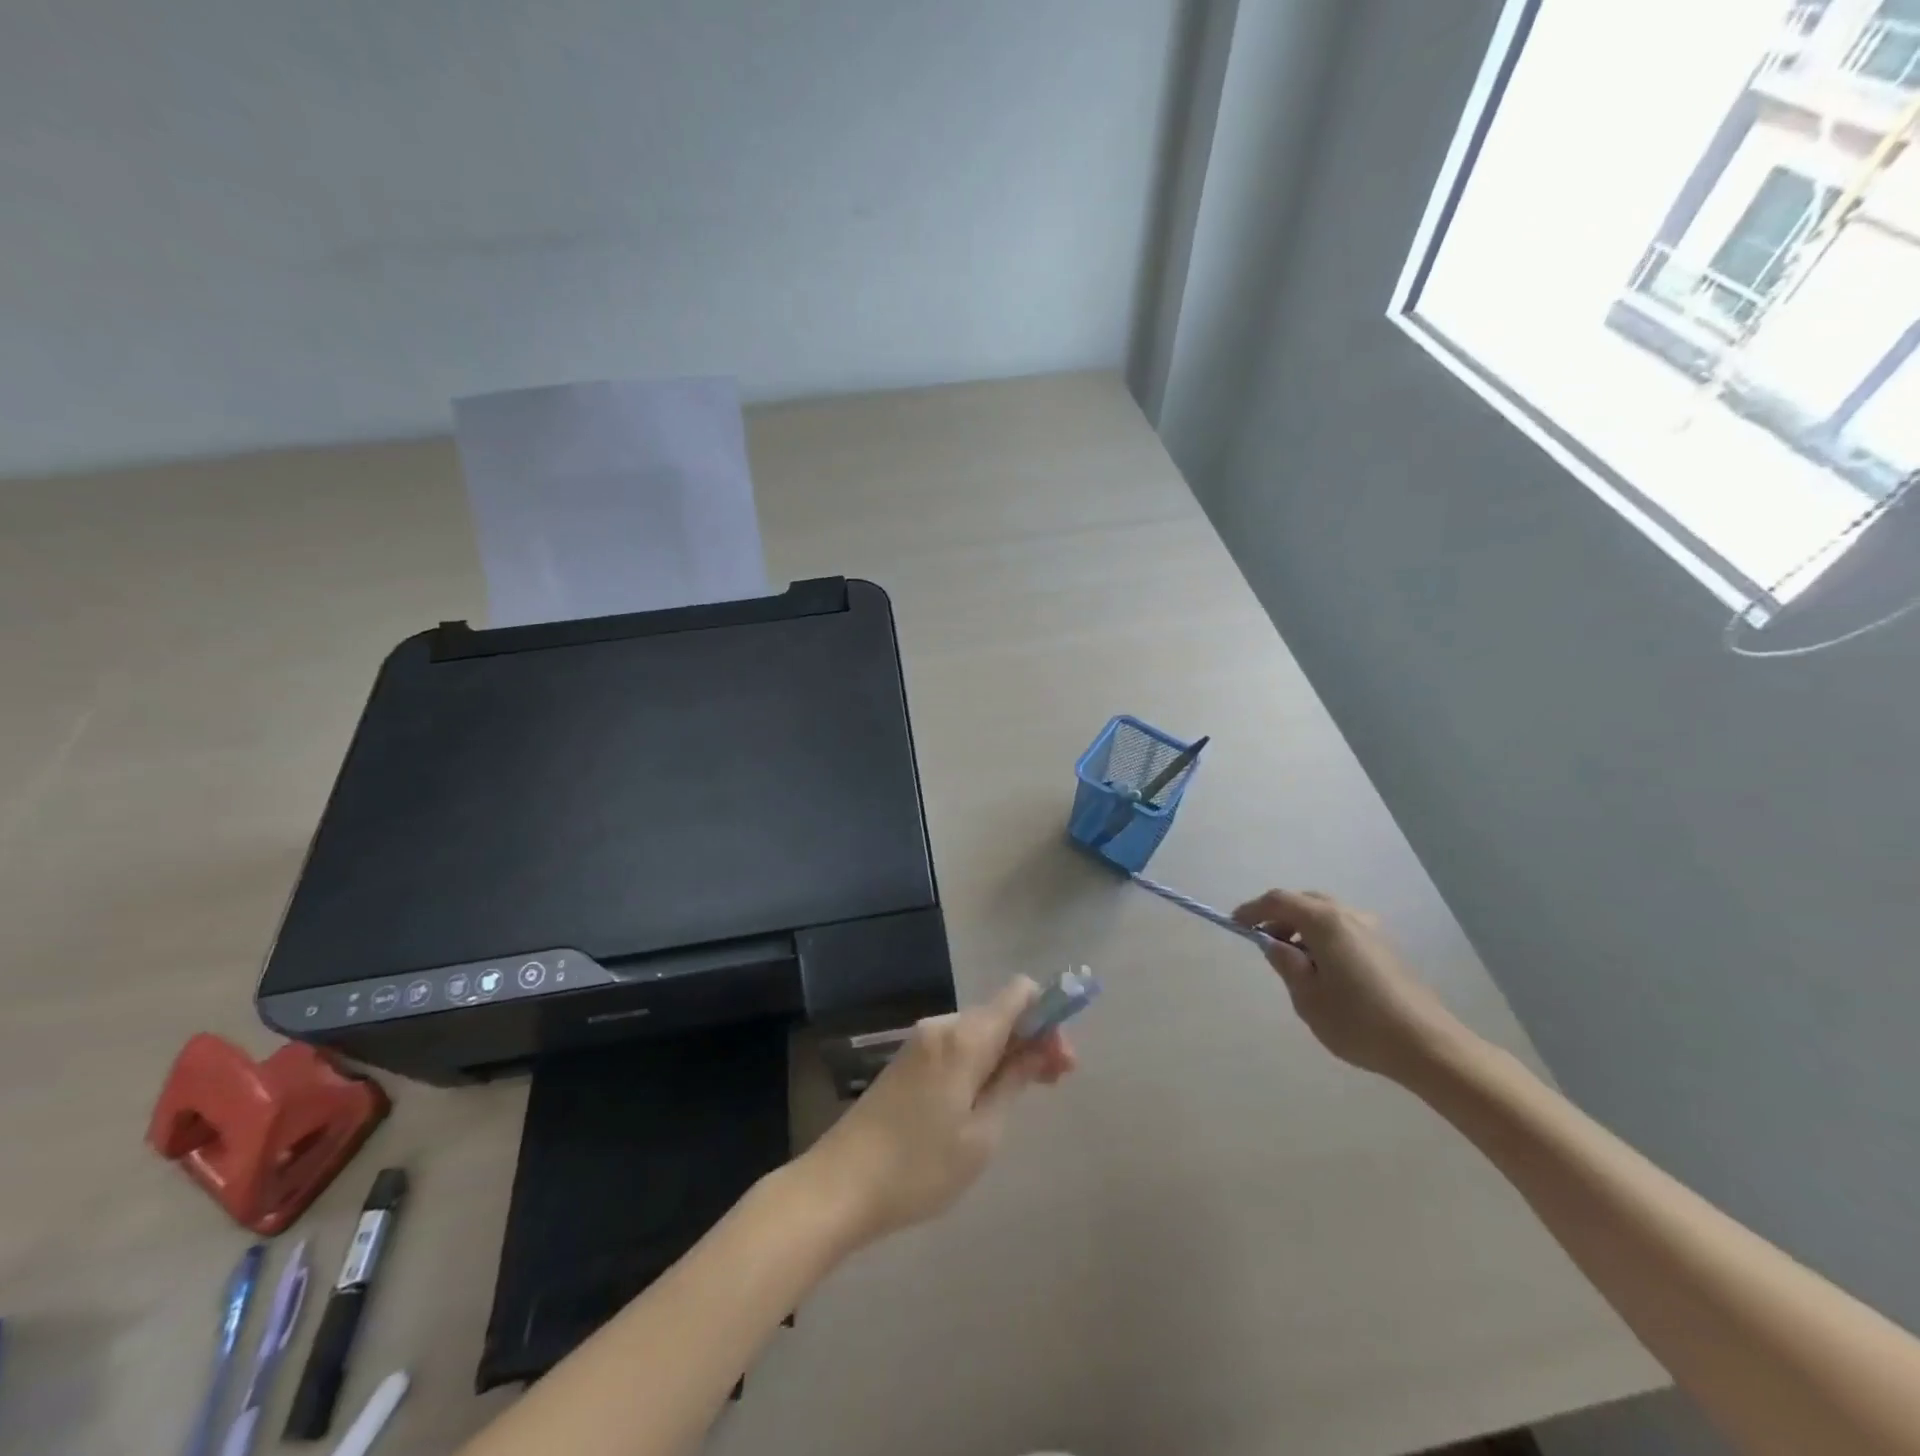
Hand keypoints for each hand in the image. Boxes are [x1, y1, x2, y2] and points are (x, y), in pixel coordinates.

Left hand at [796, 978, 1077, 1247]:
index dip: (1049, 1014)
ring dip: (1008, 1052)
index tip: (1062, 1059)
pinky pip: (958, 1044)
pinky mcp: (908, 1058)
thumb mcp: (981, 1134)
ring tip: (1021, 1097)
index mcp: (964, 1037)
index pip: (1019, 993)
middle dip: (1033, 1039)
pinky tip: (985, 1097)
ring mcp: (921, 1040)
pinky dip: (981, 1060)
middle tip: (1054, 1083)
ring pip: (980, 1030)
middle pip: (1001, 1012)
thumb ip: (1014, 1080)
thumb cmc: (919, 1167)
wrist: (839, 1185)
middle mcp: (943, 1025)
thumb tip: (1044, 1046)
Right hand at [1232, 889, 1475, 1084]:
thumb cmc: (1358, 1021)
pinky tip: (1322, 970)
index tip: (1235, 925)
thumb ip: (1286, 964)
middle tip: (1263, 942)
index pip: (1279, 901)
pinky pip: (1343, 929)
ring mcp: (1372, 930)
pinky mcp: (1386, 948)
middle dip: (1278, 917)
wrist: (1427, 1046)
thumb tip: (1274, 944)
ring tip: (1292, 961)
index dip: (1253, 910)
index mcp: (1325, 922)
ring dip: (1302, 928)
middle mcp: (1349, 916)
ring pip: (1326, 915)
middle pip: (1304, 902)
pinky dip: (1323, 938)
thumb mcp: (1307, 997)